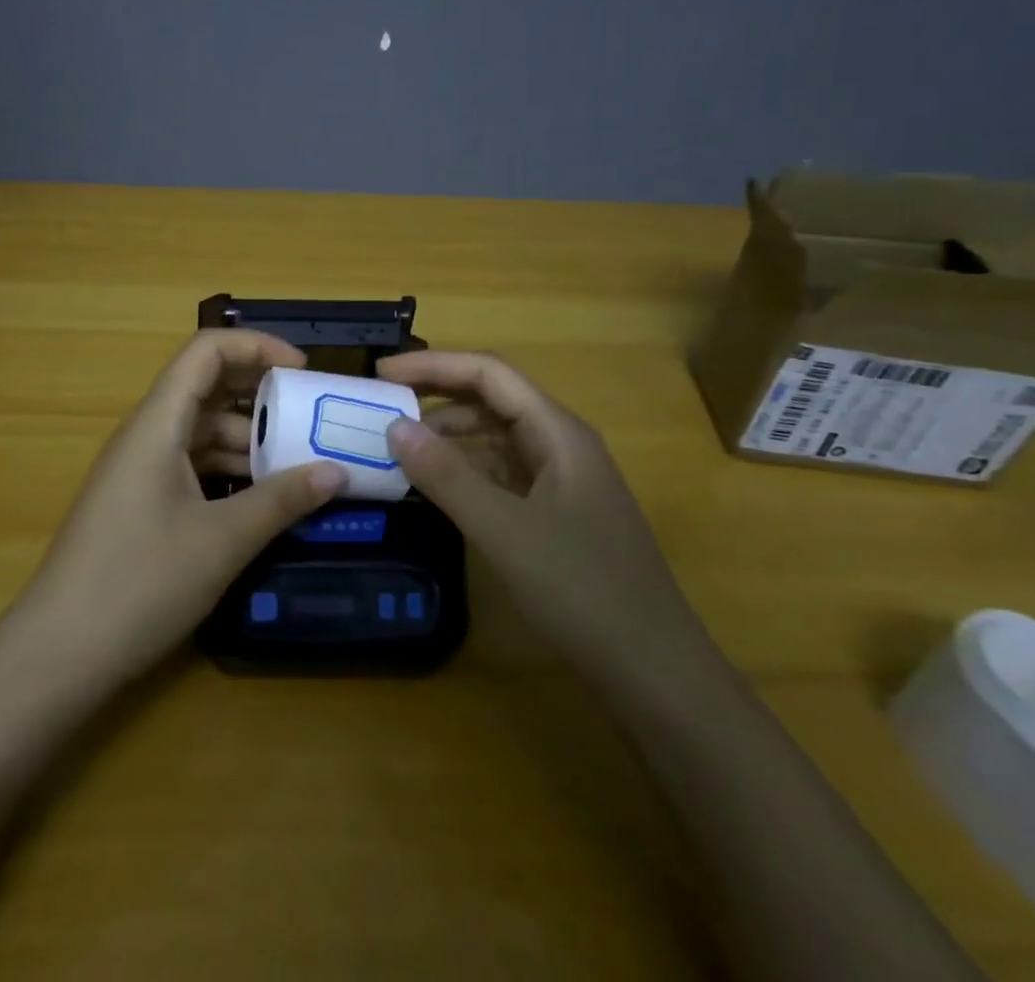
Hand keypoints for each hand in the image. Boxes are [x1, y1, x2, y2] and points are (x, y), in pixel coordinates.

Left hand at [6, 330, 344, 685]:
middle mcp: (146, 434)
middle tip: (312, 416)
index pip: (206, 351)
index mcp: (158, 423)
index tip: (304, 372)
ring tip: (301, 466)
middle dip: (261, 396)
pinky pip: (192, 466)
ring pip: (202, 432)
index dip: (257, 346)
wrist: (57, 655)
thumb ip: (282, 501)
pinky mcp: (140, 502)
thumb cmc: (138, 583)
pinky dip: (229, 472)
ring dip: (249, 441)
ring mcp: (140, 470)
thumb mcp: (221, 541)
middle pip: (207, 388)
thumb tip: (337, 472)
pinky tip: (262, 501)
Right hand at [376, 350, 702, 675]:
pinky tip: (434, 487)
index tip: (381, 372)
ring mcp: (560, 480)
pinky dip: (464, 471)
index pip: (488, 373)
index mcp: (557, 432)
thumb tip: (394, 426)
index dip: (433, 365)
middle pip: (491, 400)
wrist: (654, 670)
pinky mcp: (555, 513)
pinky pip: (500, 473)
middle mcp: (560, 444)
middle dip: (435, 396)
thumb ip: (447, 476)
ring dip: (447, 436)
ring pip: (494, 438)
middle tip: (380, 407)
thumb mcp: (505, 531)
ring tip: (396, 447)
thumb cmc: (583, 590)